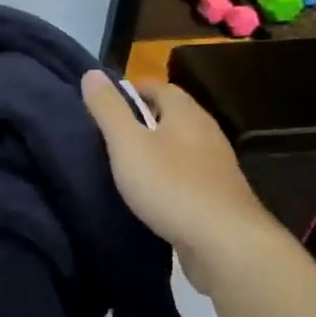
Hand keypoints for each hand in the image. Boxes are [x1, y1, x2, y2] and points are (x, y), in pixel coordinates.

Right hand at [80, 70, 275, 288]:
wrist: (224, 243)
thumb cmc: (171, 186)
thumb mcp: (127, 144)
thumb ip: (108, 109)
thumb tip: (91, 73)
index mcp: (186, 114)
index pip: (160, 87)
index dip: (132, 90)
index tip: (106, 103)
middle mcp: (206, 133)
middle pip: (172, 116)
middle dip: (143, 120)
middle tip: (109, 134)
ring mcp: (216, 167)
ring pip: (181, 147)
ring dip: (157, 151)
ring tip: (125, 164)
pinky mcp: (218, 197)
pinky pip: (188, 176)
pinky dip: (168, 177)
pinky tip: (151, 195)